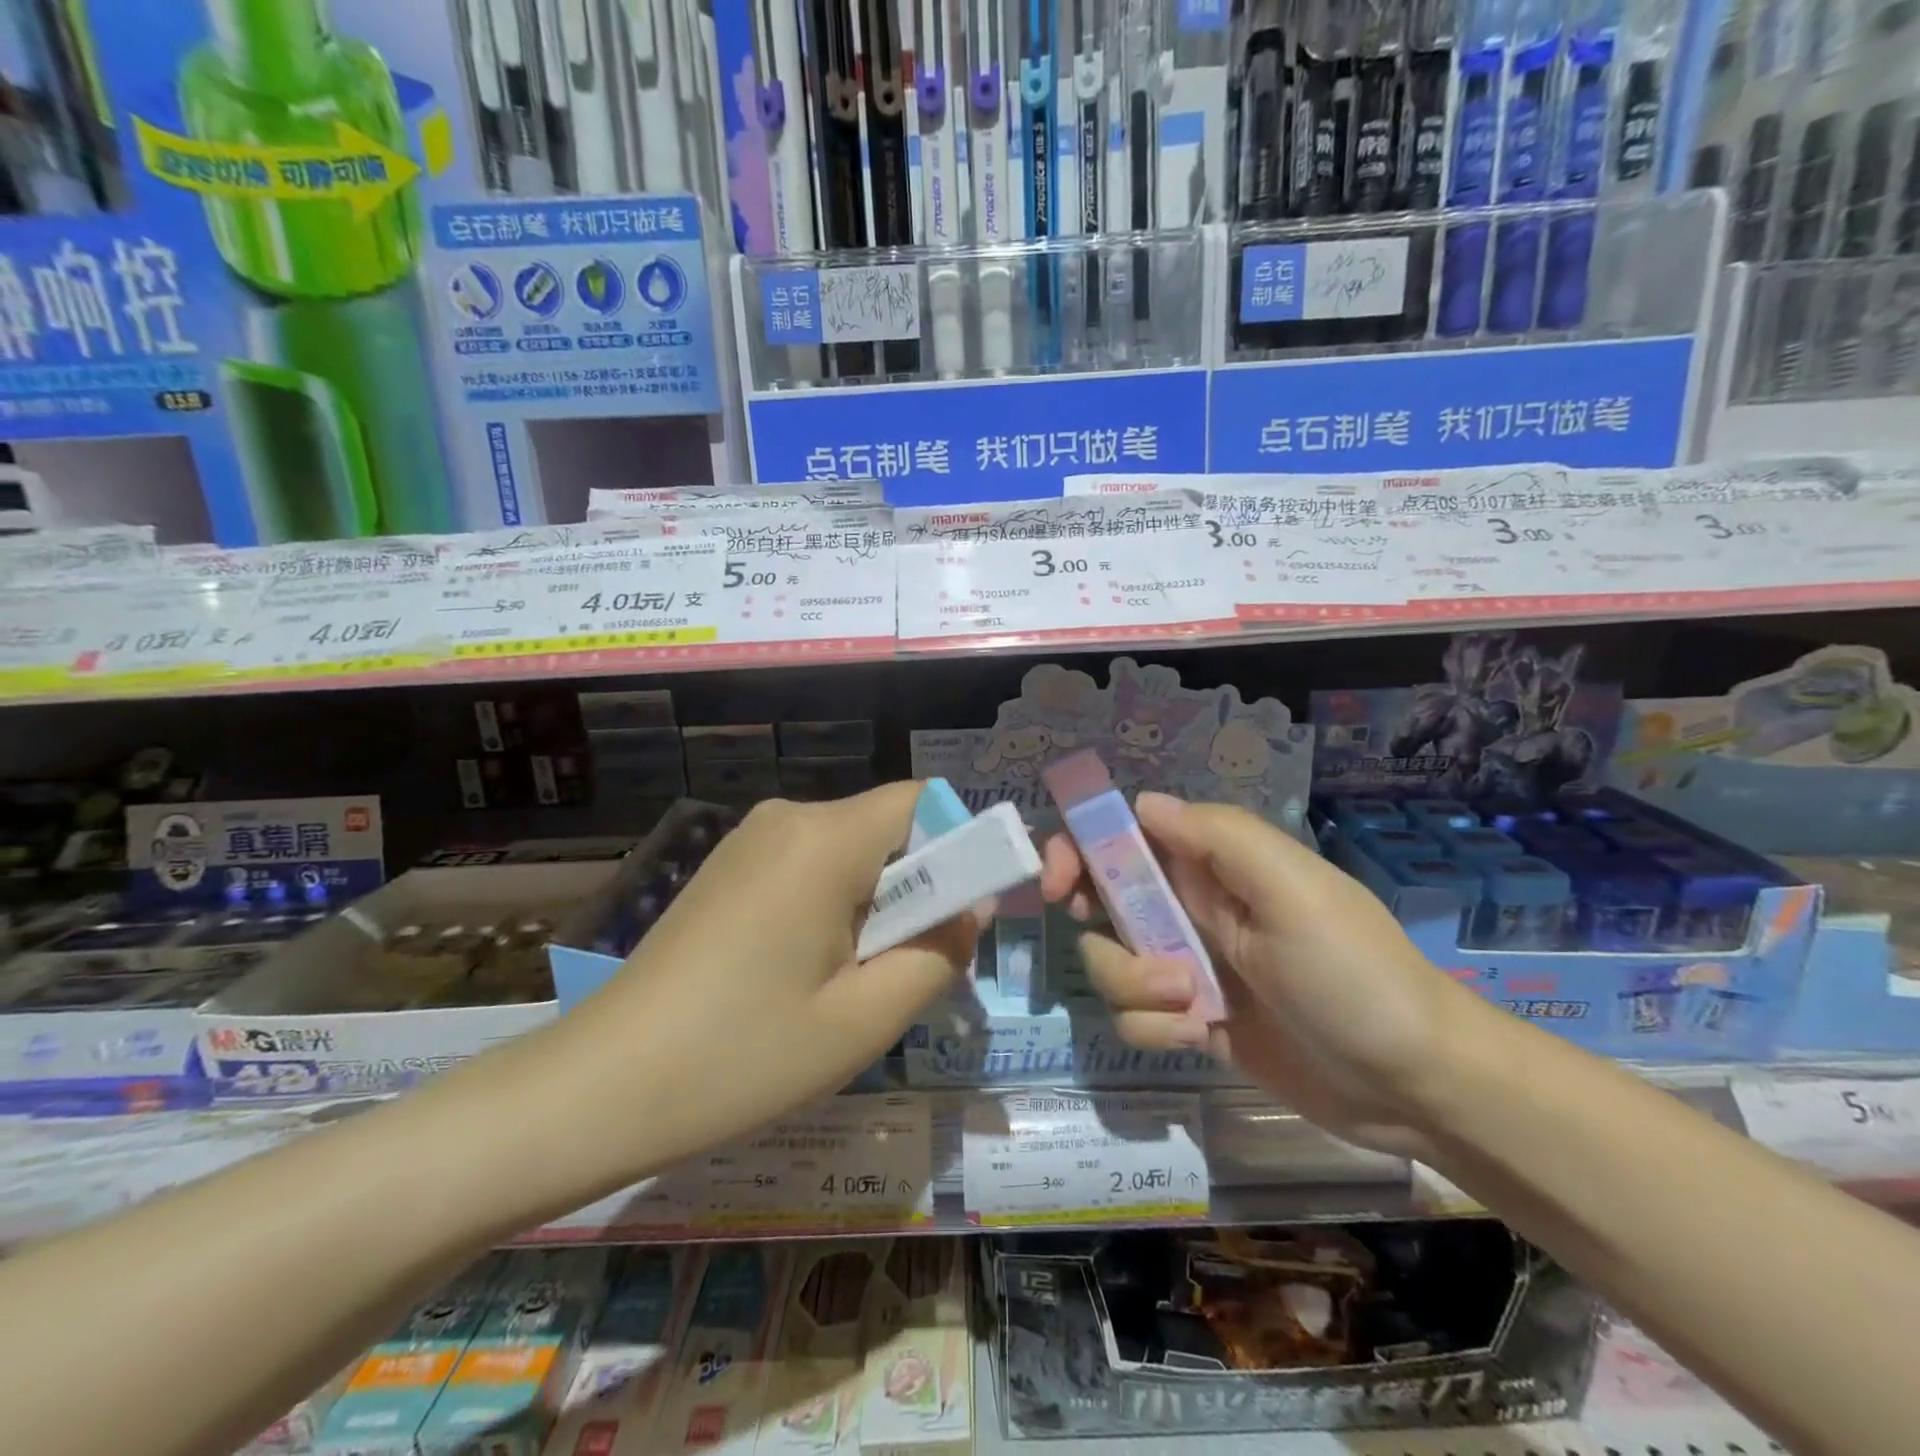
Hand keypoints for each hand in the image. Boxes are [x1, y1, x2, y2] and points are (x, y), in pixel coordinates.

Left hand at [527, 784, 979, 1190]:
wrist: (600, 1086)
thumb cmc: (742, 1056)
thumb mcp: (864, 1018)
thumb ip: (939, 953)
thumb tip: (971, 909)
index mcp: (824, 838)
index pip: (923, 801)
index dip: (961, 846)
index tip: (965, 915)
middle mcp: (787, 818)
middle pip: (887, 828)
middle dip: (918, 889)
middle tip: (906, 971)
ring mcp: (750, 839)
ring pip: (850, 851)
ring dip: (876, 905)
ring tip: (852, 985)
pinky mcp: (728, 867)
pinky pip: (810, 867)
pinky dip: (834, 907)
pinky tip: (806, 975)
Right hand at [1042, 793, 1497, 1157]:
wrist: (1412, 1083)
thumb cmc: (1353, 973)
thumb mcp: (1293, 889)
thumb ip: (1218, 836)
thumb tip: (1142, 803)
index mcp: (1212, 865)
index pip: (1127, 835)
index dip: (1080, 847)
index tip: (1056, 882)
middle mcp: (1191, 908)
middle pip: (1102, 896)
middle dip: (1094, 917)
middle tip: (1101, 931)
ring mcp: (1188, 967)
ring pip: (1111, 961)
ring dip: (1135, 983)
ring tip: (1192, 1004)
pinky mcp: (1190, 1021)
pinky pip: (1136, 1016)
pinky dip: (1156, 1027)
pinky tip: (1198, 1036)